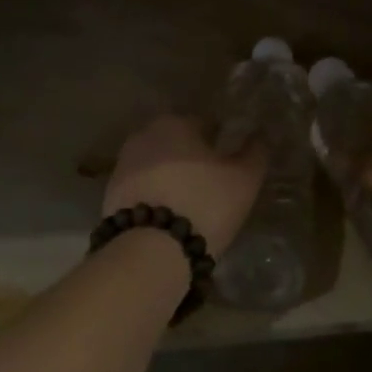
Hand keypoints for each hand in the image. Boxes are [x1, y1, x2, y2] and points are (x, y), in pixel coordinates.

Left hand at [103, 114, 266, 257]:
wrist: (150, 250)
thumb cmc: (204, 203)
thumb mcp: (244, 179)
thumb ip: (256, 152)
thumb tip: (261, 135)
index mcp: (175, 122)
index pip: (206, 123)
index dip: (221, 142)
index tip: (231, 164)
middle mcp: (143, 134)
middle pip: (177, 143)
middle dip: (192, 158)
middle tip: (212, 185)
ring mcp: (122, 164)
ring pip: (157, 165)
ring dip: (172, 177)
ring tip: (191, 204)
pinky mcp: (110, 194)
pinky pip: (142, 188)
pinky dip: (155, 196)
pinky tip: (169, 216)